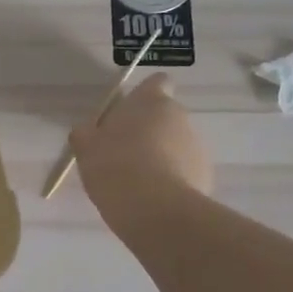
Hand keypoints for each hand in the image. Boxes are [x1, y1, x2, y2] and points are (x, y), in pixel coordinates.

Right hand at [69, 73, 213, 233]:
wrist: (154, 209)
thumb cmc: (115, 166)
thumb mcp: (86, 147)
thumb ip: (86, 133)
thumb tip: (88, 131)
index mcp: (151, 101)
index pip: (157, 82)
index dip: (145, 95)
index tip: (129, 114)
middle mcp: (180, 117)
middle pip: (165, 116)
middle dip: (150, 130)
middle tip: (124, 153)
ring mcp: (197, 146)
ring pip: (177, 145)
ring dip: (162, 156)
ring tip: (138, 181)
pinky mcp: (206, 175)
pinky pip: (185, 171)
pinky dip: (173, 179)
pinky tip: (153, 198)